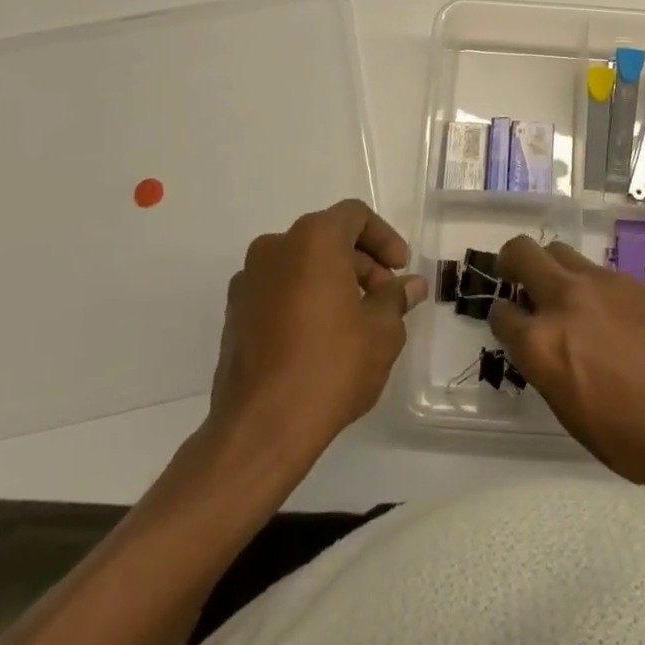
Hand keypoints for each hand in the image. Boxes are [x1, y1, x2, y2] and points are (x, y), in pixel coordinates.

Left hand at [206, 200, 427, 464]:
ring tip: (357, 322)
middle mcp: (274, 248)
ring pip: (301, 265)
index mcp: (312, 240)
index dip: (384, 238)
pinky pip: (279, 291)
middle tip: (385, 300)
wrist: (261, 428)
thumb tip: (410, 285)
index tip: (400, 269)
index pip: (354, 216)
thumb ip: (396, 299)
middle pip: (327, 239)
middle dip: (361, 264)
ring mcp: (247, 282)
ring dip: (333, 282)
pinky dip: (304, 300)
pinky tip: (322, 338)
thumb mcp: (381, 331)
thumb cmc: (330, 367)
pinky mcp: (233, 315)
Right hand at [489, 235, 644, 495]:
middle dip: (511, 263)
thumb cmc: (637, 441)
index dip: (501, 318)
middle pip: (521, 253)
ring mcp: (601, 283)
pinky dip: (586, 282)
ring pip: (558, 250)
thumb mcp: (574, 419)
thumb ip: (548, 373)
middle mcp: (564, 301)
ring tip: (562, 294)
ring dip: (550, 267)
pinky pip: (594, 269)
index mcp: (542, 344)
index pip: (501, 313)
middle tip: (516, 279)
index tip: (508, 324)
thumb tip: (542, 351)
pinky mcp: (632, 280)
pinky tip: (604, 310)